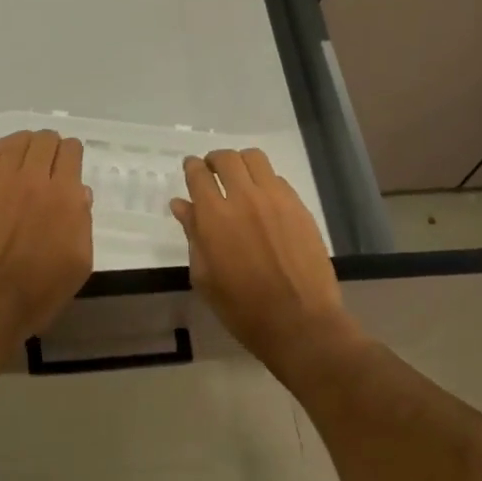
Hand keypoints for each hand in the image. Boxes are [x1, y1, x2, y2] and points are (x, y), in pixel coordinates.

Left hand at [0, 130, 93, 370]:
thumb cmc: (37, 294)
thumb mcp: (78, 265)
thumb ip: (83, 223)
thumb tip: (80, 193)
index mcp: (65, 198)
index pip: (71, 152)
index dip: (73, 155)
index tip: (71, 167)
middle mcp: (34, 181)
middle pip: (46, 140)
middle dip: (53, 147)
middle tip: (52, 164)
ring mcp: (1, 181)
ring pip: (19, 140)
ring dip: (29, 144)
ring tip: (30, 159)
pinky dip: (5, 148)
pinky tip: (8, 158)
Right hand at [170, 148, 354, 366]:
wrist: (299, 322)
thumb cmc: (242, 308)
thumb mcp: (205, 276)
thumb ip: (193, 234)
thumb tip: (181, 205)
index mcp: (214, 216)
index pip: (198, 174)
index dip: (192, 167)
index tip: (191, 168)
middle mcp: (244, 198)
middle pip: (226, 158)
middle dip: (214, 160)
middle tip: (212, 172)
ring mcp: (275, 199)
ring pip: (254, 158)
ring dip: (241, 163)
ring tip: (239, 179)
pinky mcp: (298, 206)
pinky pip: (277, 179)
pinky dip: (264, 181)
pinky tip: (263, 200)